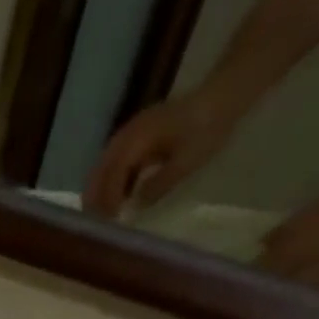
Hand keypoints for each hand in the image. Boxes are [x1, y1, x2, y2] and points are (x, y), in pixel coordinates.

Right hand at [85, 91, 237, 217]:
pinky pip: (114, 161)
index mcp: (139, 139)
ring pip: (103, 165)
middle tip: (96, 223)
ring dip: (99, 189)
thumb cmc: (207, 128)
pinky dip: (110, 180)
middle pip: (100, 169)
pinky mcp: (138, 135)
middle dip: (95, 197)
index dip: (108, 199)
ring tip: (101, 213)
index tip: (110, 221)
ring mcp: (132, 132)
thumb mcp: (186, 162)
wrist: (224, 94)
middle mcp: (130, 133)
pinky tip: (116, 196)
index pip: (114, 173)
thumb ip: (159, 185)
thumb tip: (135, 206)